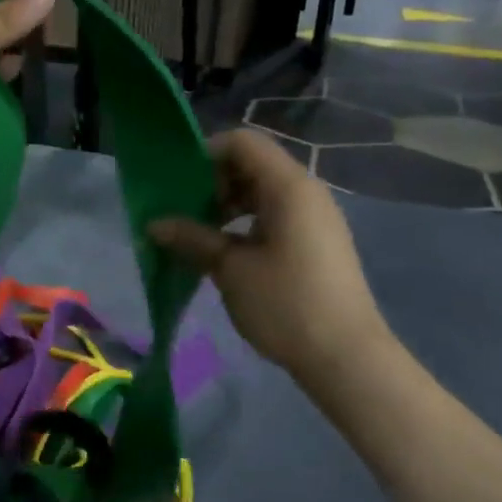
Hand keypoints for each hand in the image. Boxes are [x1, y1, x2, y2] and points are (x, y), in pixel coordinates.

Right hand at [149, 128, 395, 383]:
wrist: (346, 358)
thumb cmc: (286, 304)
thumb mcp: (231, 269)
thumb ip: (192, 238)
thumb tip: (154, 224)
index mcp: (289, 186)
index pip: (242, 142)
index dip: (206, 153)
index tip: (178, 183)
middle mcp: (306, 191)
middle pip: (252, 164)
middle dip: (213, 182)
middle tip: (183, 212)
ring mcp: (314, 217)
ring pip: (262, 191)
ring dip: (227, 204)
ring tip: (199, 234)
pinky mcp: (316, 241)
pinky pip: (275, 214)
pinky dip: (246, 222)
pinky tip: (225, 251)